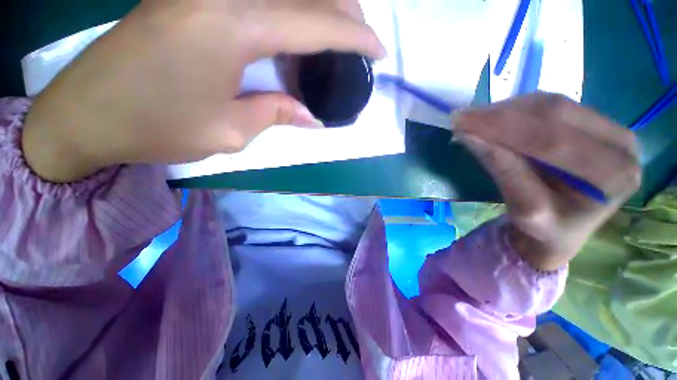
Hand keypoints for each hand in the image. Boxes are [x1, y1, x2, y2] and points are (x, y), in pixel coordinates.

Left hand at [22, 0, 384, 182]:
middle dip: (343, 14)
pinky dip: (288, 10)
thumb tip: (310, 116)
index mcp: (232, 25)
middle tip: (363, 39)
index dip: (354, 37)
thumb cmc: (156, 127)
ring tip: (339, 31)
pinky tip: (296, 28)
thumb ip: (276, 114)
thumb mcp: (229, 131)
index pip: (316, 23)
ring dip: (318, 7)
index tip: (378, 50)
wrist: (87, 113)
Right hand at [455, 93, 640, 270]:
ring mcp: (611, 129)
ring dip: (506, 109)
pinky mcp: (595, 123)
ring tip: (473, 119)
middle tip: (461, 117)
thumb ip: (503, 170)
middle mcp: (622, 145)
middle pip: (555, 113)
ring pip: (551, 104)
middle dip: (500, 114)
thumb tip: (470, 137)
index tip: (461, 123)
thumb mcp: (524, 210)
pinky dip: (516, 109)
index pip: (551, 140)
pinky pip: (552, 105)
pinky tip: (494, 118)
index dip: (502, 128)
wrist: (562, 231)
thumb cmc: (545, 230)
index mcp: (612, 175)